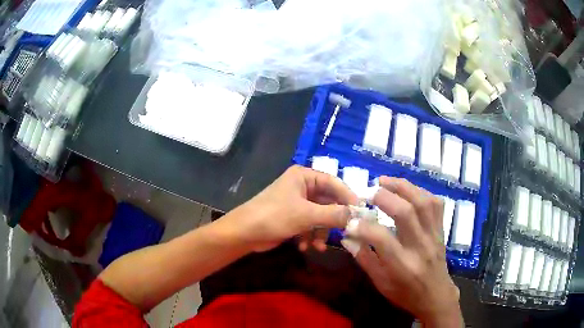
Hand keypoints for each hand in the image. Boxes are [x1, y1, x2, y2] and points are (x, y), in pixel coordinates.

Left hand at [224, 165, 357, 252]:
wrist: (244, 233)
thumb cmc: (274, 217)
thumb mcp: (306, 215)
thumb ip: (334, 214)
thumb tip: (357, 215)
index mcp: (304, 177)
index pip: (334, 183)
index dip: (348, 197)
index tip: (361, 212)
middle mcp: (302, 187)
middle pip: (328, 201)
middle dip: (333, 220)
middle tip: (346, 232)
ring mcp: (297, 203)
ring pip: (320, 216)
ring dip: (321, 232)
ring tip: (318, 245)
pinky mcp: (293, 217)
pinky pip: (310, 225)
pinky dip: (310, 236)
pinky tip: (306, 247)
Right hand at [342, 177, 462, 326]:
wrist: (435, 295)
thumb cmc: (405, 292)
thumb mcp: (380, 282)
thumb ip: (364, 258)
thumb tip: (347, 236)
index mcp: (402, 265)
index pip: (381, 238)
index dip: (362, 226)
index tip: (350, 221)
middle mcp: (420, 246)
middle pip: (405, 213)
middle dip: (384, 197)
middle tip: (368, 192)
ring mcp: (433, 235)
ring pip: (422, 202)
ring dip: (402, 187)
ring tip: (385, 181)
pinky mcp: (441, 229)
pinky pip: (435, 204)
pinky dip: (420, 192)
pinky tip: (407, 191)